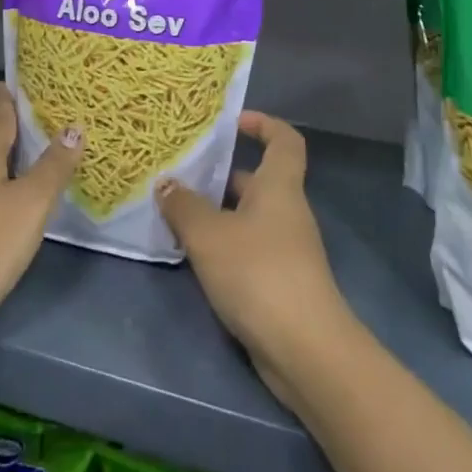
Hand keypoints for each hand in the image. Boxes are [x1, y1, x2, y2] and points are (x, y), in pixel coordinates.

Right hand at [155, 112, 352, 409]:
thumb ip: (184, 206)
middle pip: (258, 180)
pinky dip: (223, 245)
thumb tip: (166, 183)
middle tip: (181, 174)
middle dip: (221, 175)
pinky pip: (248, 248)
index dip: (264, 124)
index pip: (284, 140)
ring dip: (217, 214)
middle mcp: (287, 211)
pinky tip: (193, 256)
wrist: (305, 349)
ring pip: (248, 217)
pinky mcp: (279, 282)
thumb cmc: (258, 273)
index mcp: (279, 187)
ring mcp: (286, 249)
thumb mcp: (209, 234)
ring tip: (176, 214)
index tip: (233, 122)